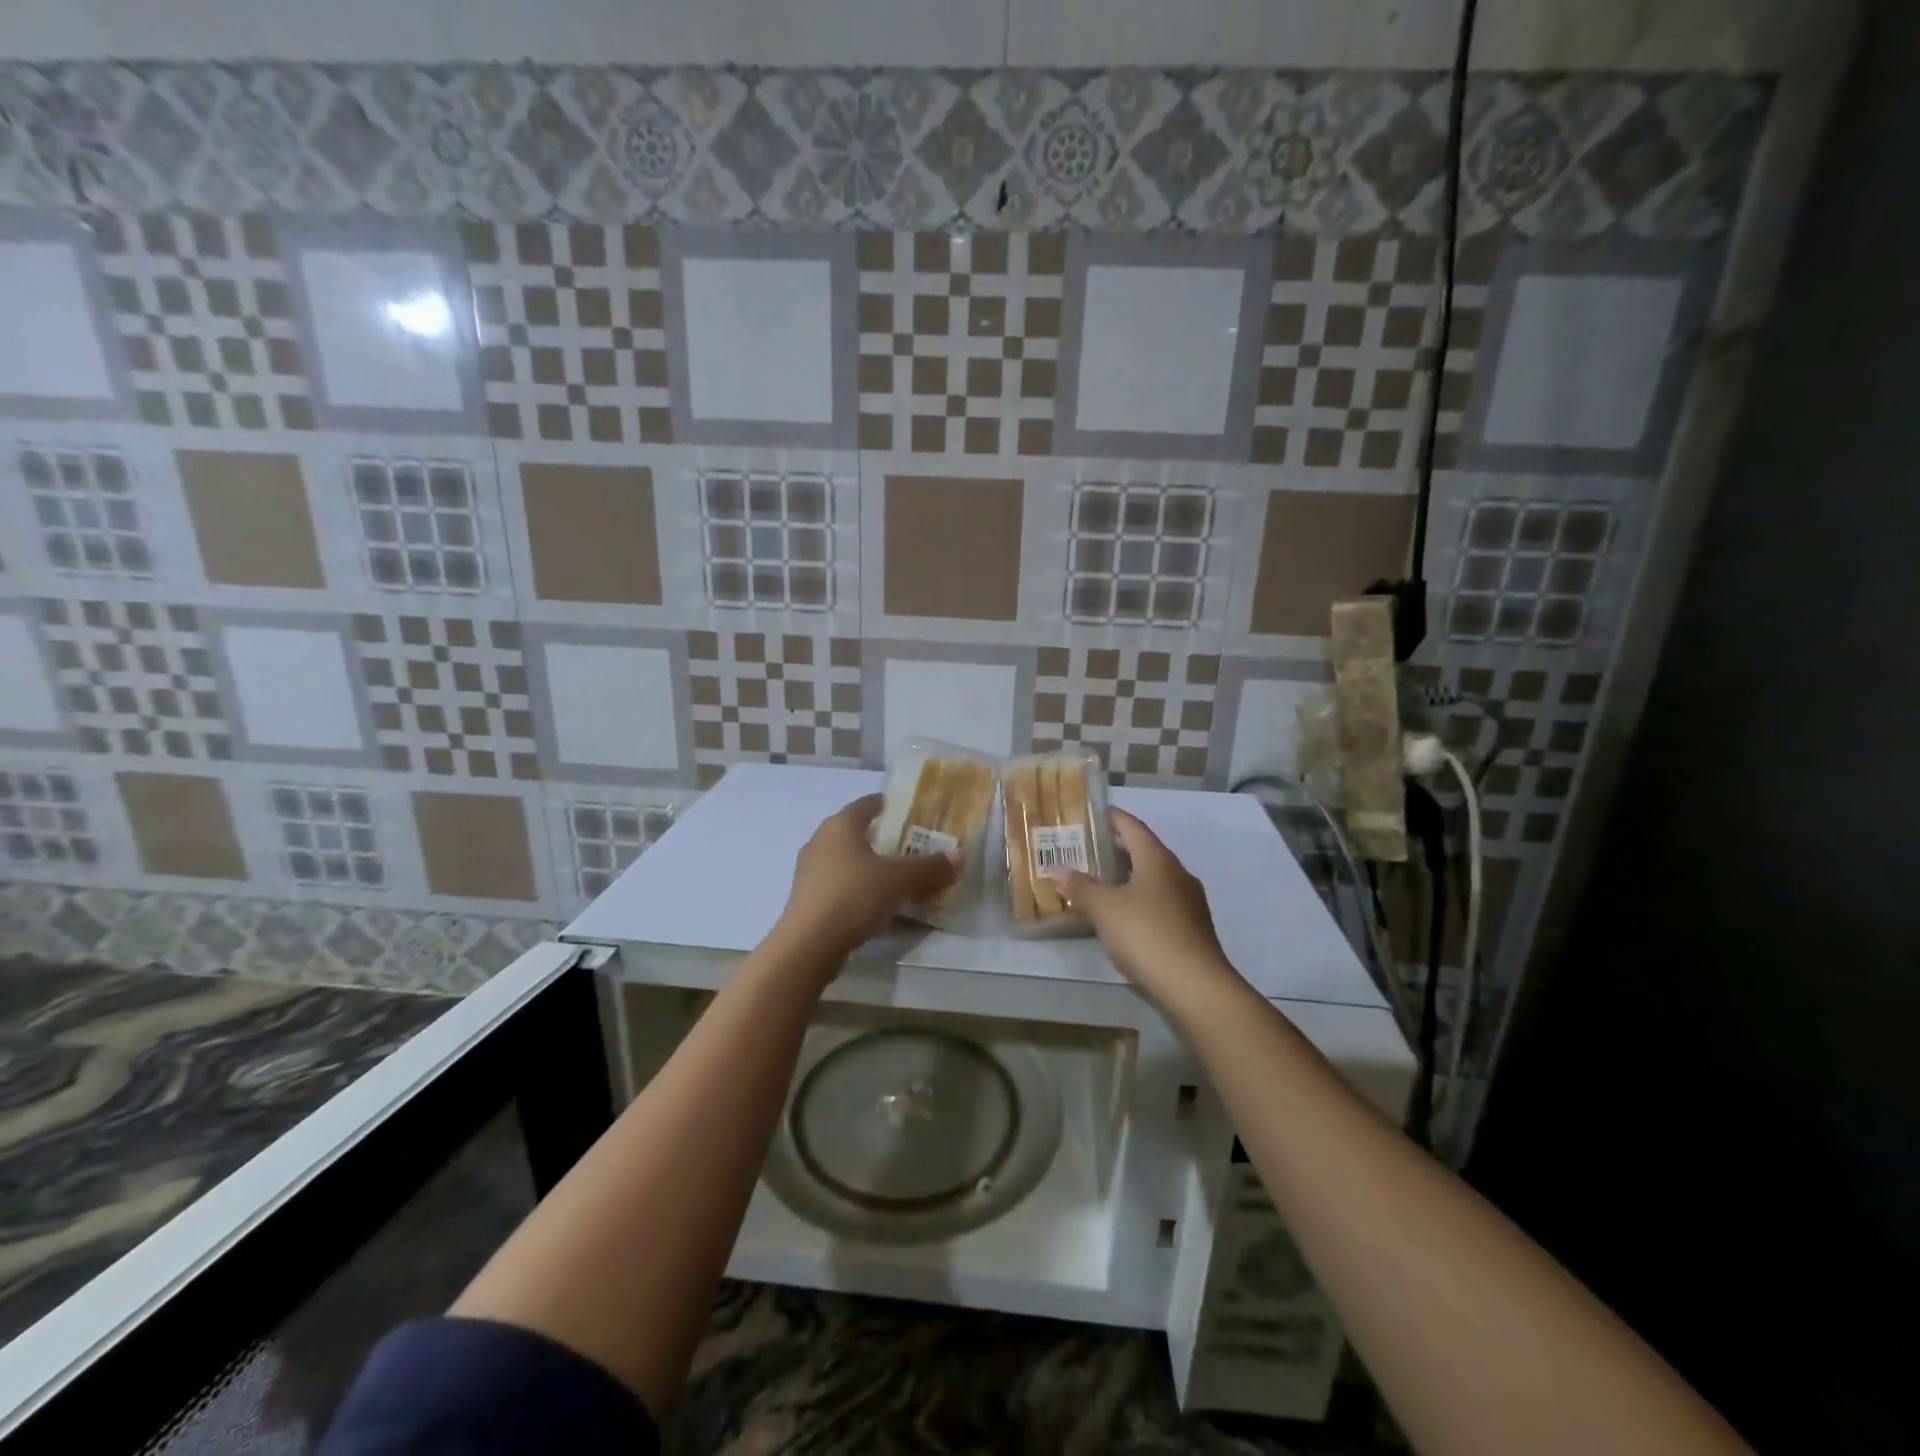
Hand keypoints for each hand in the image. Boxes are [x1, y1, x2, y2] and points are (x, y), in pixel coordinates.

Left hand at [773, 795, 960, 964]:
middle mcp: (821, 841)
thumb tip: (960, 856)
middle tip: (915, 849)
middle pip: (858, 833)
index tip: (914, 813)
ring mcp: (810, 872)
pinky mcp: (808, 900)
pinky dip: (862, 892)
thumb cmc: (853, 896)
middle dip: (886, 840)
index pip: (868, 804)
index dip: (891, 805)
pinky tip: (882, 909)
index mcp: (840, 825)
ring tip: (902, 880)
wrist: (808, 946)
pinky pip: (843, 887)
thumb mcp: (900, 880)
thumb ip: (930, 867)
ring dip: (874, 869)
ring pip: (850, 863)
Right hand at [1048, 808, 1239, 1010]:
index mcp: (1157, 859)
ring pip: (1153, 879)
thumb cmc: (1146, 934)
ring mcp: (1188, 901)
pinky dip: (1139, 900)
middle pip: (1145, 852)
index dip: (1113, 818)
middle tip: (1088, 850)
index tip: (1095, 813)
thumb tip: (1058, 869)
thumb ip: (1080, 887)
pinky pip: (1160, 902)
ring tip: (1100, 882)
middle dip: (1117, 850)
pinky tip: (1122, 915)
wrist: (1195, 985)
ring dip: (1128, 878)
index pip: (1133, 827)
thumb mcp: (1104, 909)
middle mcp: (1177, 873)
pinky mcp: (1191, 927)